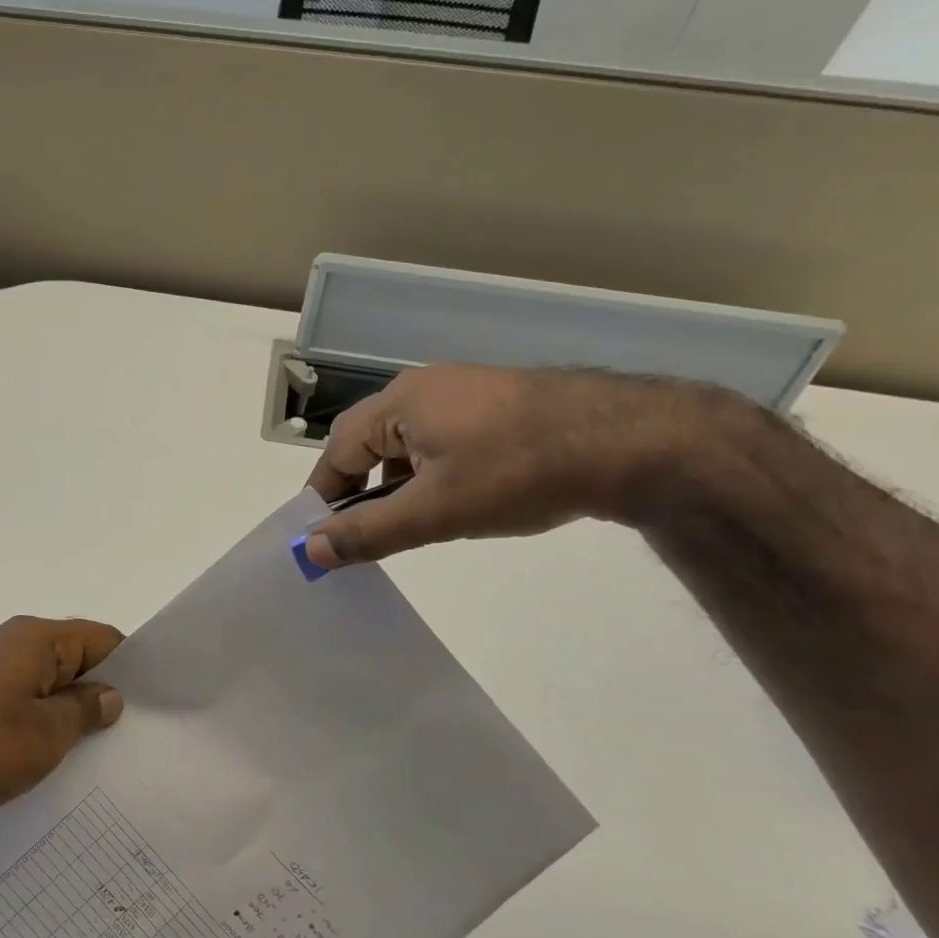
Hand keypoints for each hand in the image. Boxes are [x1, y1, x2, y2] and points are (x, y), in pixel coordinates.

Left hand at [0, 617, 125, 838]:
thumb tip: (109, 695)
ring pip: (43, 687)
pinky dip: (35, 727)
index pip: (100, 639)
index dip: (129, 668)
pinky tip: (47, 764)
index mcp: (34, 639)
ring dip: (65, 715)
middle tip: (128, 739)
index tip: (150, 707)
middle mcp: (9, 645)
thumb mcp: (44, 735)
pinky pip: (15, 706)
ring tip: (93, 757)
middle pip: (71, 661)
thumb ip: (84, 711)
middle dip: (98, 695)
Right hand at [303, 364, 739, 567]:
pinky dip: (432, 469)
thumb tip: (309, 551)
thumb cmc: (516, 473)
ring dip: (397, 482)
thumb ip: (368, 531)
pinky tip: (458, 496)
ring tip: (414, 522)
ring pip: (407, 442)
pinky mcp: (498, 402)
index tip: (323, 538)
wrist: (630, 440)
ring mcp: (464, 390)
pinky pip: (442, 436)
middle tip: (366, 535)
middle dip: (360, 490)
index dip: (324, 498)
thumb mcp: (435, 510)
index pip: (336, 453)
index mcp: (397, 403)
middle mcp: (423, 387)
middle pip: (368, 443)